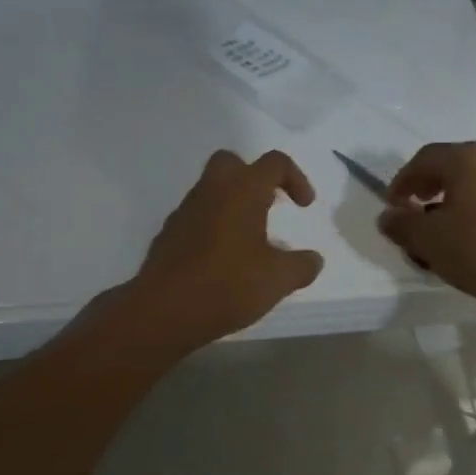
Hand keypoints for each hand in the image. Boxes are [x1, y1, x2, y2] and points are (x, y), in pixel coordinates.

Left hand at [123, 150, 324, 353]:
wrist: (162, 311)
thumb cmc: (226, 286)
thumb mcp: (278, 280)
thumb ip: (302, 266)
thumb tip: (313, 259)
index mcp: (241, 191)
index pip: (274, 163)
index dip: (296, 178)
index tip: (303, 207)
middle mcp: (210, 192)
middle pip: (232, 163)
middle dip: (255, 178)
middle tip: (269, 207)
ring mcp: (184, 212)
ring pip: (211, 191)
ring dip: (233, 205)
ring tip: (250, 242)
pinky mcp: (168, 235)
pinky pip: (196, 218)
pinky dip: (213, 226)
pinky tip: (223, 260)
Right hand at [378, 141, 475, 313]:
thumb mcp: (428, 240)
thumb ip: (402, 225)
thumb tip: (388, 216)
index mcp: (466, 159)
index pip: (423, 159)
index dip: (402, 181)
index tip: (392, 206)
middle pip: (451, 169)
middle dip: (427, 192)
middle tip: (414, 215)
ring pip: (474, 188)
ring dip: (451, 206)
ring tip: (440, 237)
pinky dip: (475, 217)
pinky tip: (470, 245)